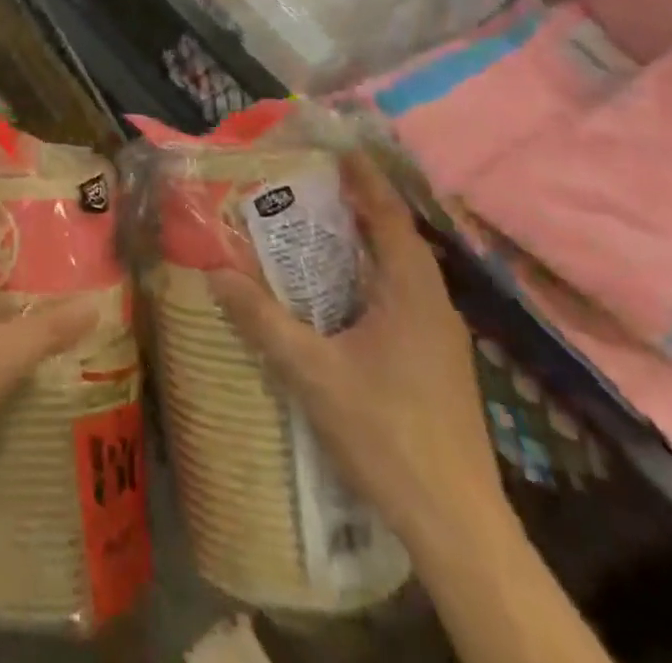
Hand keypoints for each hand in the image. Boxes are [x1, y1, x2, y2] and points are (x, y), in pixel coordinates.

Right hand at [208, 151, 503, 551]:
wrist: (456, 523)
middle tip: (309, 184)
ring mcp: (441, 335)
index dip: (363, 177)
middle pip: (396, 236)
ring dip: (365, 242)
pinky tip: (339, 294)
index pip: (389, 214)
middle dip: (357, 205)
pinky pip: (402, 296)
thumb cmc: (386, 433)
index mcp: (411, 291)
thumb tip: (215, 273)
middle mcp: (433, 302)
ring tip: (317, 228)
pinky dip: (371, 276)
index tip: (334, 147)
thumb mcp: (312, 372)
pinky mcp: (438, 361)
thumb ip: (262, 320)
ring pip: (401, 269)